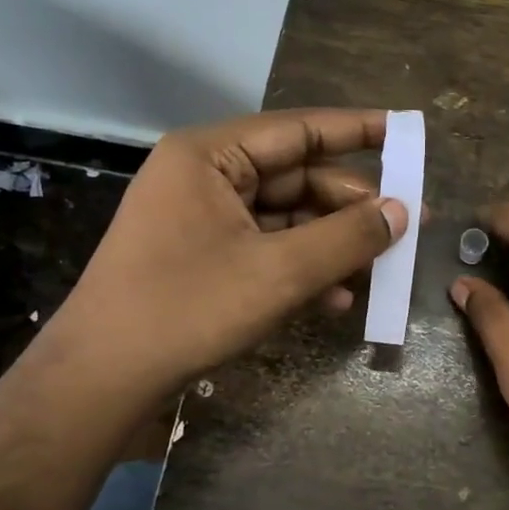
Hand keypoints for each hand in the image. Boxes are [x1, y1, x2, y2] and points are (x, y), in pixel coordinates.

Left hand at [53, 109, 407, 394]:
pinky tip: (338, 299)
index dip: (358, 131)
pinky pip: (266, 248)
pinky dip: (302, 268)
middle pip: (296, 177)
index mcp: (211, 155)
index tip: (406, 134)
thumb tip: (402, 211)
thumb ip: (347, 237)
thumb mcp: (279, 272)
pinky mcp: (202, 256)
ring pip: (285, 218)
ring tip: (380, 269)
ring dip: (332, 244)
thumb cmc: (188, 309)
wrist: (102, 379)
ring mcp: (201, 218)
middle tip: (407, 225)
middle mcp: (205, 176)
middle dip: (351, 206)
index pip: (299, 129)